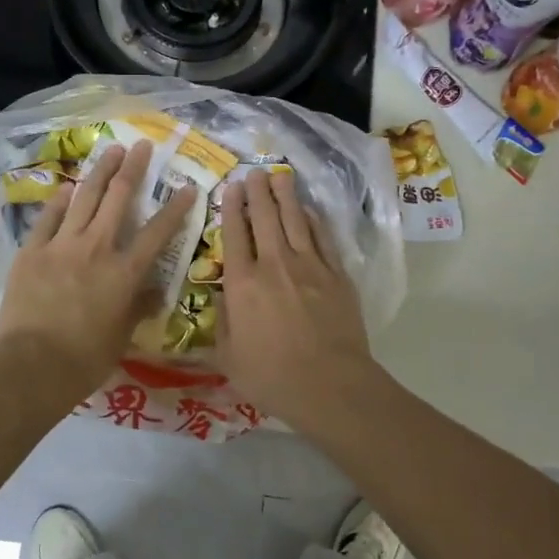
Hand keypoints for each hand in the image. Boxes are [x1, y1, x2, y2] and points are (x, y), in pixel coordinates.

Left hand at [0, 140, 191, 394]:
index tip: (188, 187)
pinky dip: (58, 201)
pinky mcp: (32, 251)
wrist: (32, 366)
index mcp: (125, 272)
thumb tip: (153, 292)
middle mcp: (97, 248)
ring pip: (85, 198)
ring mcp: (62, 245)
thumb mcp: (122, 337)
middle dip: (133, 169)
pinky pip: (48, 218)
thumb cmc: (85, 358)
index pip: (158, 232)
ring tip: (110, 150)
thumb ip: (138, 308)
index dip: (176, 208)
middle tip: (140, 145)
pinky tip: (66, 188)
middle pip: (119, 198)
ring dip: (100, 172)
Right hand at [218, 170, 373, 420]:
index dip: (231, 208)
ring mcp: (309, 266)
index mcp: (242, 284)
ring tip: (279, 175)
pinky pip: (322, 237)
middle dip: (258, 191)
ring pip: (295, 220)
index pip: (234, 235)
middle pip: (265, 217)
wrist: (330, 386)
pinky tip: (308, 210)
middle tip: (254, 172)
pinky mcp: (336, 274)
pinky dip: (313, 220)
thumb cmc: (272, 377)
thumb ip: (222, 324)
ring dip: (286, 195)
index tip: (231, 188)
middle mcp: (274, 265)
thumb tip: (223, 299)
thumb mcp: (229, 358)